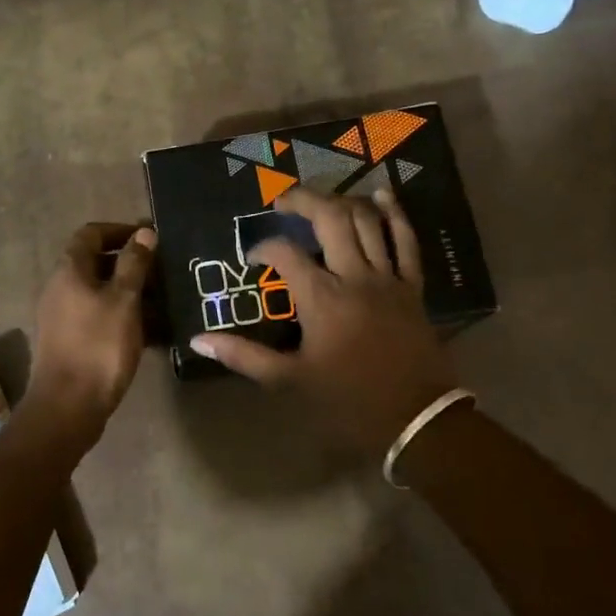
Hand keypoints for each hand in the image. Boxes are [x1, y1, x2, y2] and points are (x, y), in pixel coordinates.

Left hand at [25, 222, 155, 437]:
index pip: (91, 233)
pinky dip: (122, 316)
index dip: (120, 230)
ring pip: (100, 292)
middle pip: (96, 263)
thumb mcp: (124, 300)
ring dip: (130, 292)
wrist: (68, 406)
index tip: (150, 238)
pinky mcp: (70, 342)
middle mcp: (61, 288)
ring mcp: (63, 317)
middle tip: (163, 271)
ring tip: (164, 301)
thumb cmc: (99, 346)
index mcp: (69, 271)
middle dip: (130, 264)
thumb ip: (134, 264)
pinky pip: (99, 317)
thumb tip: (144, 233)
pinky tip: (150, 331)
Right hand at [191, 187, 455, 458]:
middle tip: (283, 201)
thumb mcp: (290, 381)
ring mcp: (387, 278)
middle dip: (303, 201)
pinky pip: (407, 241)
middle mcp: (354, 277)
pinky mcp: (412, 287)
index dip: (263, 248)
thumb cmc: (348, 401)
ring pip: (368, 222)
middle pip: (330, 218)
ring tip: (323, 199)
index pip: (285, 253)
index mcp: (321, 298)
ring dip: (344, 201)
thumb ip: (243, 356)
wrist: (416, 420)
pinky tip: (383, 195)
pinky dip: (396, 215)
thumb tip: (199, 340)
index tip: (254, 258)